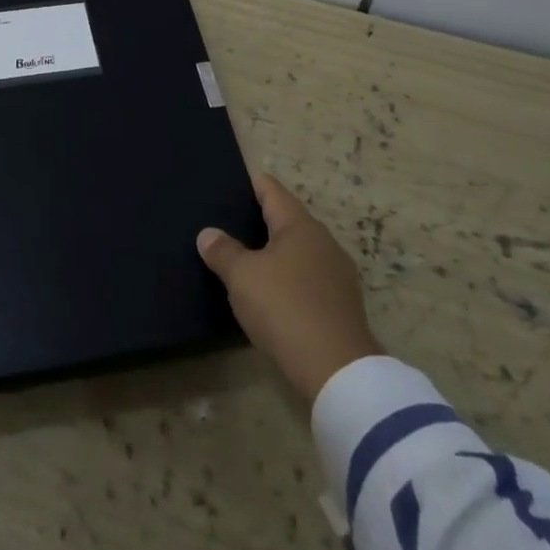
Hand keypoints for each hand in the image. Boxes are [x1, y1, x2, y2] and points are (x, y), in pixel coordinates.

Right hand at [197, 174, 381, 401]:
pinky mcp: (342, 303)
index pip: (273, 192)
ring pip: (301, 250)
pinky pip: (309, 277)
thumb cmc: (284, 307)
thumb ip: (223, 251)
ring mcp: (337, 273)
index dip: (254, 184)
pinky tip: (274, 289)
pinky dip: (290, 276)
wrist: (336, 369)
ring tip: (249, 255)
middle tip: (233, 220)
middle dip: (264, 218)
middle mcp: (323, 241)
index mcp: (300, 226)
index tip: (237, 180)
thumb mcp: (242, 277)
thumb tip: (208, 234)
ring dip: (278, 250)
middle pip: (289, 220)